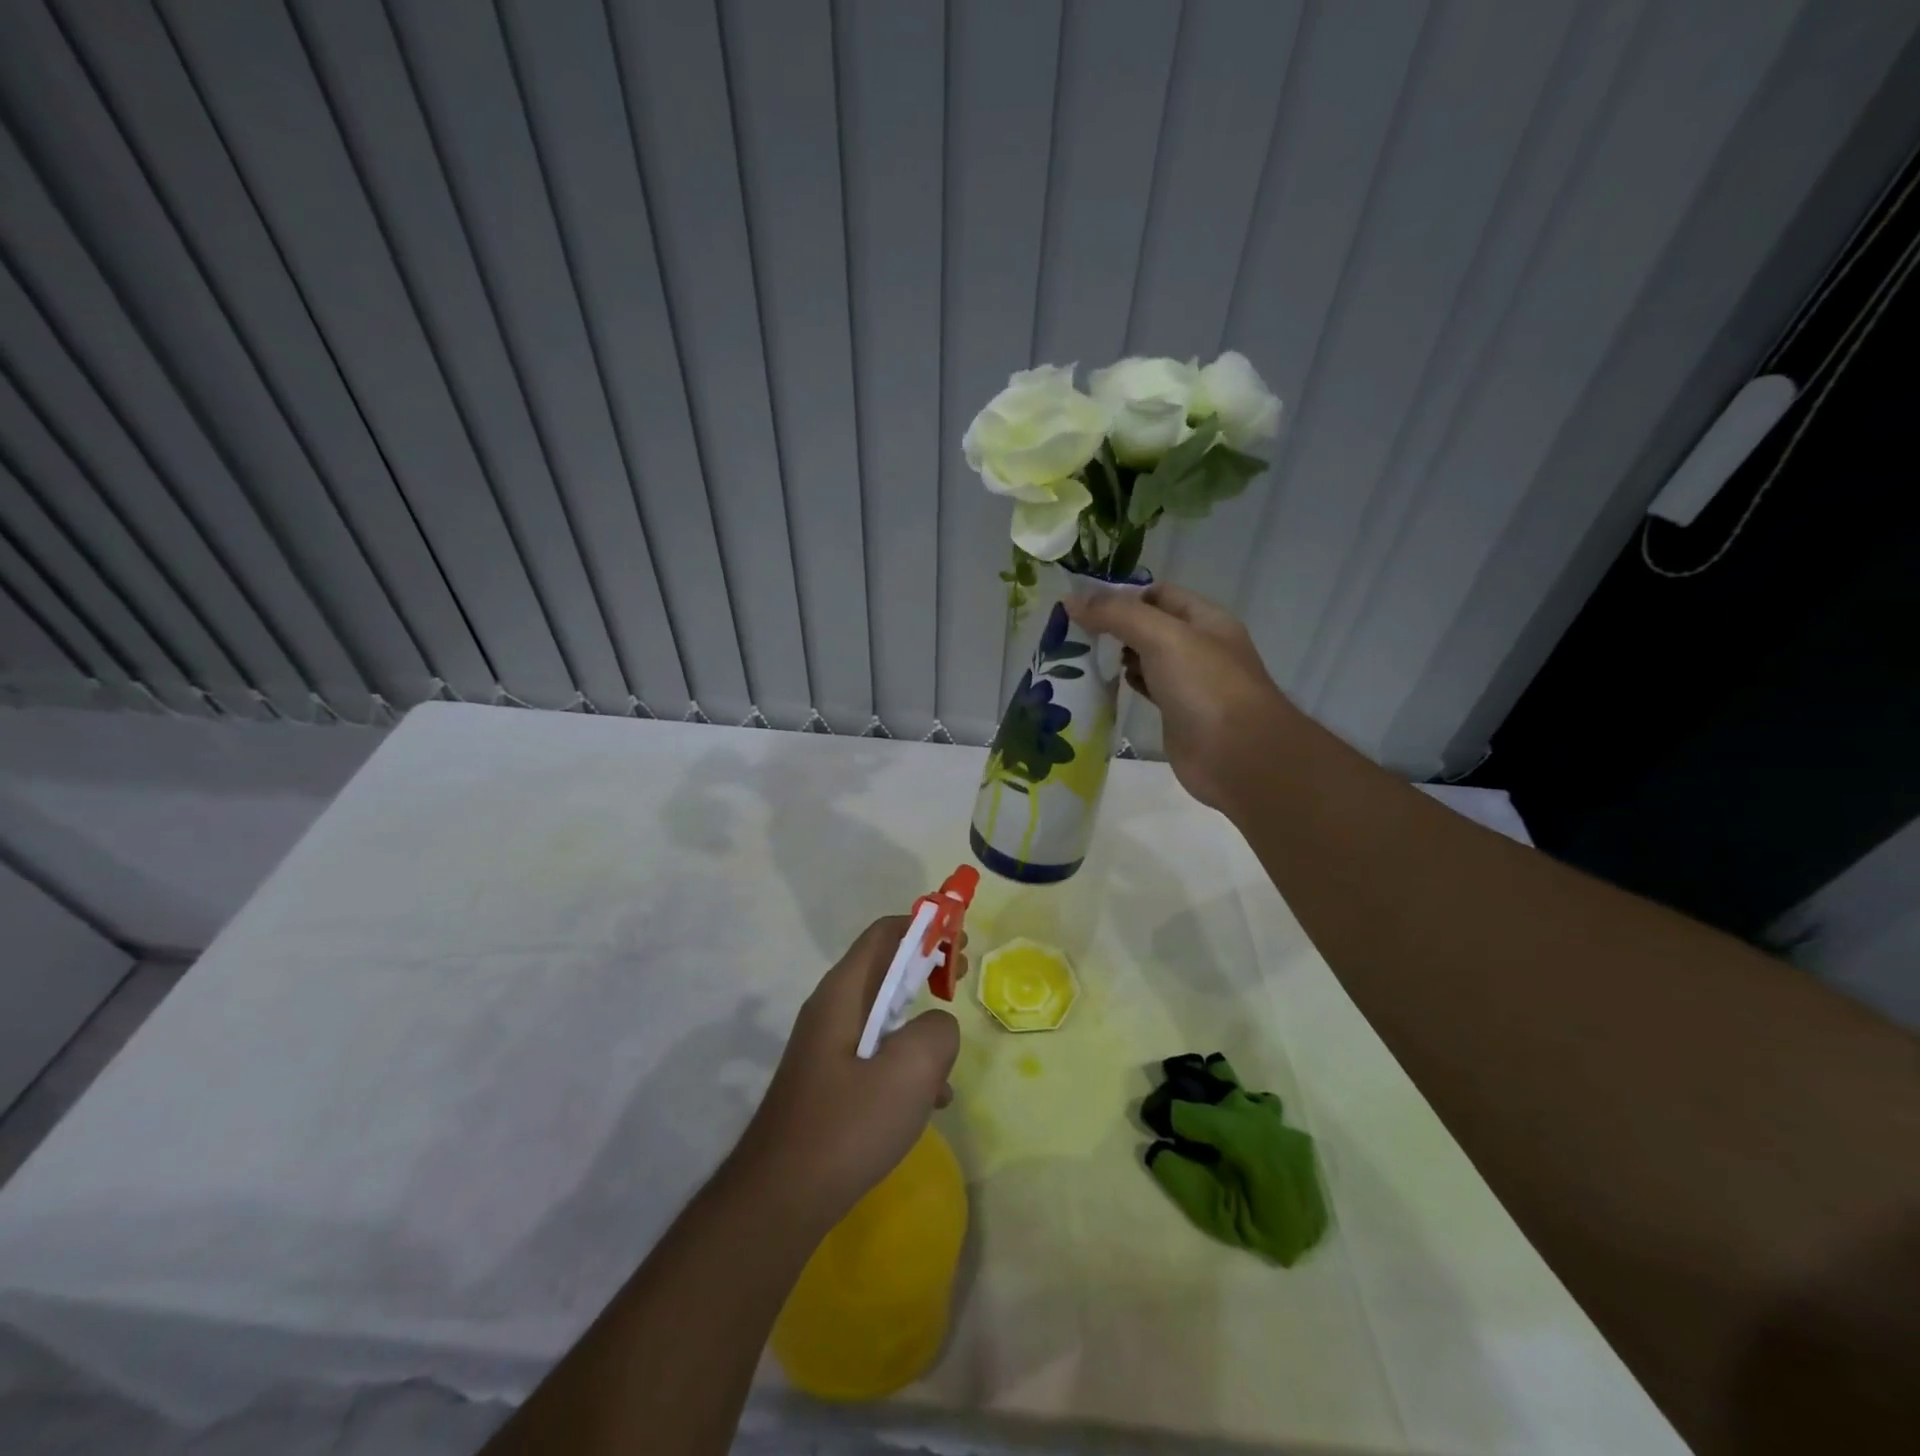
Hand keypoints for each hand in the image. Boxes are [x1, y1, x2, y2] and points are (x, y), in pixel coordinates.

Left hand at [734, 917, 964, 1232]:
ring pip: (884, 1015)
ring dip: (920, 1023)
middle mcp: (831, 1009)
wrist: (781, 1198)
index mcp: (843, 993)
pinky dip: (906, 1062)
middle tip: (959, 980)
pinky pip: (876, 1053)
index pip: (885, 934)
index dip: (925, 928)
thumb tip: (937, 1026)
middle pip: (885, 969)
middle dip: (926, 969)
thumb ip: (937, 1031)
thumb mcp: (911, 1071)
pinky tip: (928, 1102)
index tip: (959, 943)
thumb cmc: (847, 1125)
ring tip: (949, 1058)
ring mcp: (828, 1046)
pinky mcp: (831, 1080)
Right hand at [1067, 582, 1292, 812]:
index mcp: (1204, 619)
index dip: (1123, 594)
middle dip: (1115, 625)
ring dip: (1117, 656)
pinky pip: (1147, 689)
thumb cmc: (1205, 688)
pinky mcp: (1177, 714)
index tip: (1083, 605)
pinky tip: (1102, 686)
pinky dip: (1125, 684)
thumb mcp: (1162, 638)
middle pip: (1150, 625)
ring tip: (1078, 656)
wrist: (1237, 757)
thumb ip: (1117, 615)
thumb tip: (1071, 599)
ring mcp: (1189, 683)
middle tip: (1072, 631)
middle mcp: (1198, 646)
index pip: (1159, 593)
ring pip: (1147, 658)